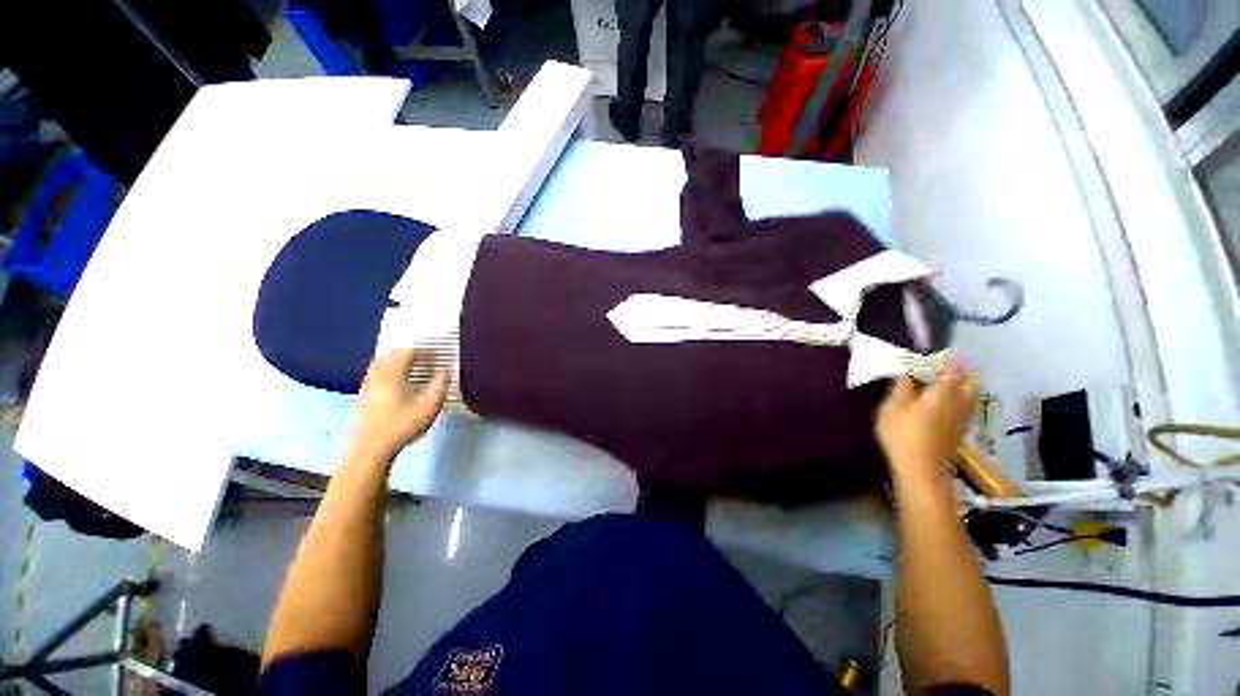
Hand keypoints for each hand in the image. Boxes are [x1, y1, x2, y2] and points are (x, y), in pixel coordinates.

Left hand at [348, 349, 447, 462]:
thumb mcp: (428, 407)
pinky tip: (392, 384)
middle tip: (421, 357)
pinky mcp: (361, 399)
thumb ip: (439, 387)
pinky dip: (384, 372)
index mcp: (392, 376)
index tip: (435, 355)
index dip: (422, 352)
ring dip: (393, 361)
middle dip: (405, 353)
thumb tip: (445, 371)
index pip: (406, 354)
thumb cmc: (401, 426)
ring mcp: (366, 388)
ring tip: (407, 367)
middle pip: (388, 355)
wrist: (369, 451)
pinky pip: (373, 376)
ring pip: (378, 365)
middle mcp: (376, 377)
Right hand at [877, 361, 978, 483]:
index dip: (953, 361)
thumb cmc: (903, 436)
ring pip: (971, 398)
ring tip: (956, 383)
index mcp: (941, 395)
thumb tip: (906, 377)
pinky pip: (966, 410)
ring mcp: (960, 420)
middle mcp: (956, 405)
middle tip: (957, 366)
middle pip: (969, 385)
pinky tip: (951, 405)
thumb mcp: (891, 410)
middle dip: (966, 374)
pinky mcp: (959, 433)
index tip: (954, 351)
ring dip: (967, 387)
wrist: (922, 471)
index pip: (951, 372)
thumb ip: (900, 392)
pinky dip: (963, 401)